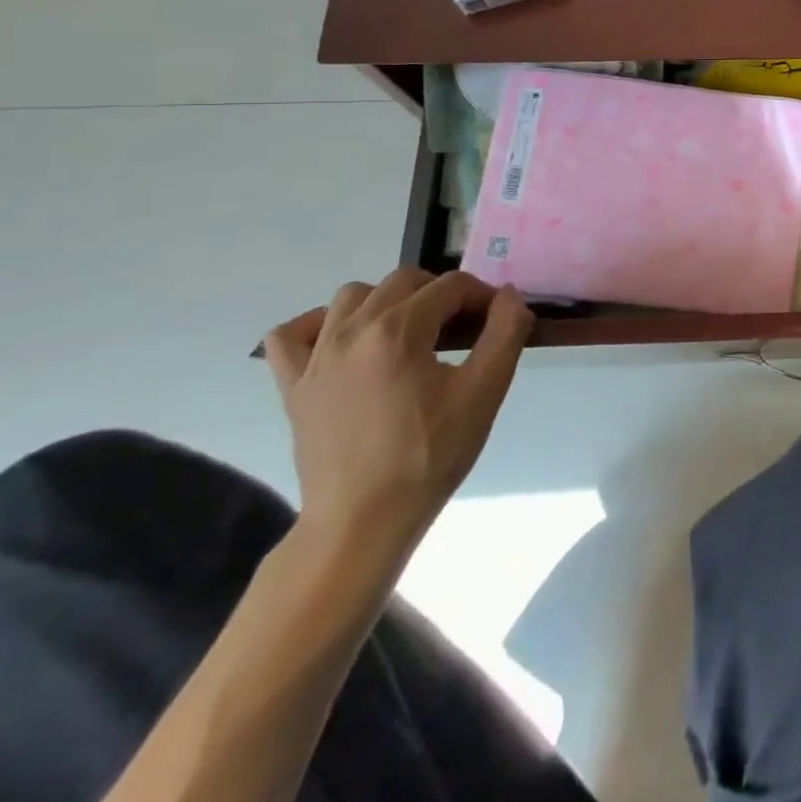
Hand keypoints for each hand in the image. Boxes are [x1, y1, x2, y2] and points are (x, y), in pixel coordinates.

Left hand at [263, 269, 529, 564]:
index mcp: (398, 330)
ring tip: (411, 335)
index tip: (499, 323)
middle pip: (404, 281)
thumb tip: (509, 296)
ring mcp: (315, 357)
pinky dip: (319, 325)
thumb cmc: (430, 455)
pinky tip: (345, 343)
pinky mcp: (292, 386)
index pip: (451, 286)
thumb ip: (505, 332)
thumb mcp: (485, 391)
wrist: (363, 521)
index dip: (483, 297)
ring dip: (388, 302)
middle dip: (441, 294)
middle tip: (464, 330)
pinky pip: (291, 334)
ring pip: (351, 296)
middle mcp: (351, 330)